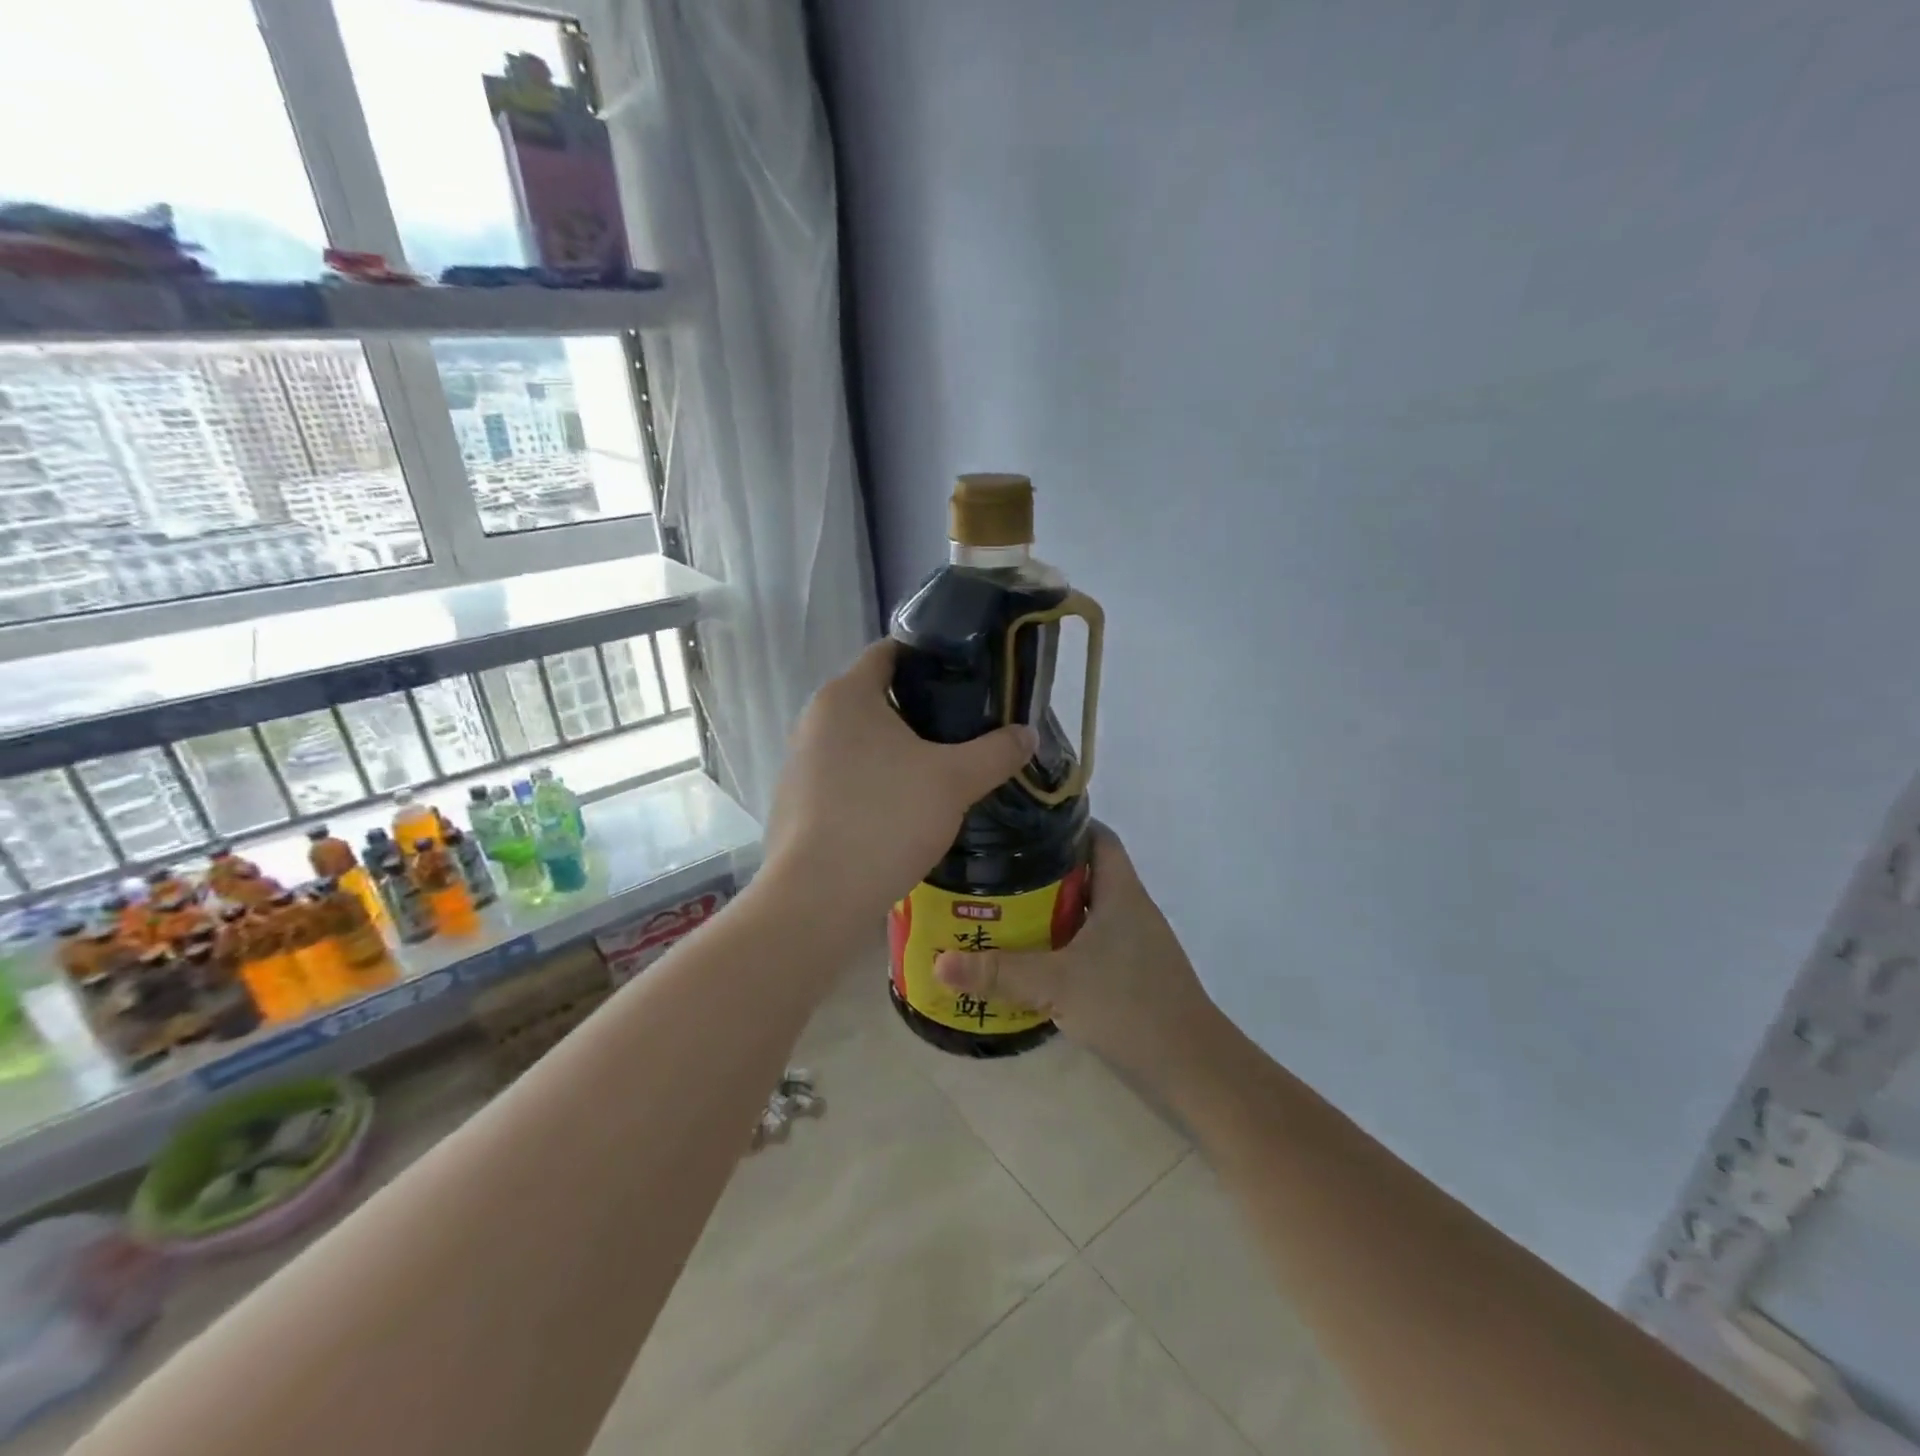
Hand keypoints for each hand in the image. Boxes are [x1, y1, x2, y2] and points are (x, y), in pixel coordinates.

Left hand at [763, 639, 1037, 923]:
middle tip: (963, 729)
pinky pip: (842, 778)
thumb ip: (996, 752)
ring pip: (858, 742)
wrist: (820, 896)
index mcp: (846, 695)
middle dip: (919, 710)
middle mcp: (814, 720)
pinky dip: (871, 783)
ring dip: (894, 751)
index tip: (965, 677)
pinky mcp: (794, 803)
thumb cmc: (886, 818)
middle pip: (875, 698)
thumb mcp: (955, 781)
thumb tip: (1027, 734)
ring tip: (938, 772)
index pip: (889, 652)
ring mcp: (798, 763)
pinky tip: (900, 811)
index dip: (929, 657)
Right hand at [934, 825, 1223, 1089]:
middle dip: (1043, 869)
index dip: (1065, 824)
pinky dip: (1063, 943)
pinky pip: (1091, 943)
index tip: (1022, 825)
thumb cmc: (1129, 1006)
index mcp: (1121, 893)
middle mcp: (1130, 909)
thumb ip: (998, 972)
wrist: (1192, 1067)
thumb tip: (937, 962)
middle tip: (996, 869)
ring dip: (1051, 909)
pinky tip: (1032, 957)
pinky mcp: (1131, 974)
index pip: (1098, 837)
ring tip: (1002, 908)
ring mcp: (1134, 944)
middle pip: (1086, 872)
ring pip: (1087, 911)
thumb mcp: (1057, 983)